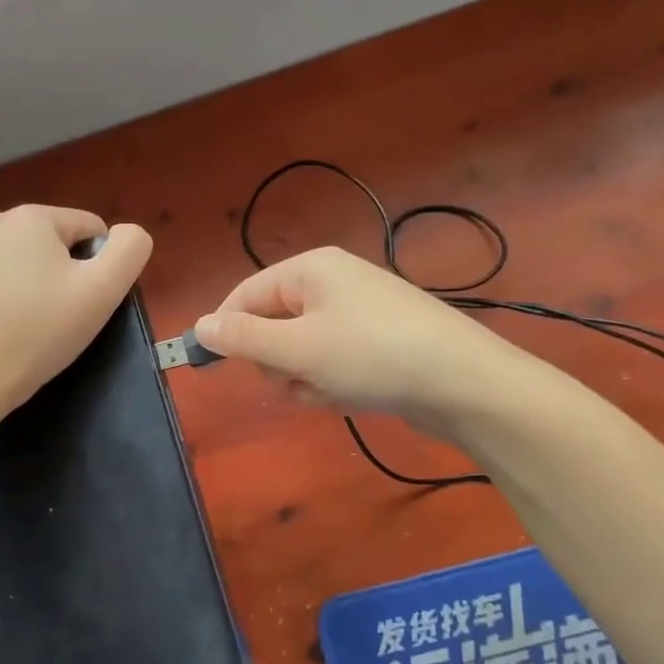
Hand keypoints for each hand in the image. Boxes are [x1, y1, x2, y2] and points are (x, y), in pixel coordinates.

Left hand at [0, 206, 152, 416]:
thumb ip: (130, 249)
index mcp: (32, 216)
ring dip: (32, 282)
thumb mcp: (104, 289)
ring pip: (21, 259)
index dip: (98, 267)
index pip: (90, 230)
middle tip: (59, 315)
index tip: (84, 301)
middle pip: (54, 242)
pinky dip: (1, 293)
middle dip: (63, 272)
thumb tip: (127, 233)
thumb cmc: (42, 329)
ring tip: (29, 323)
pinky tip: (0, 324)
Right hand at [193, 247, 532, 436]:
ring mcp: (358, 311)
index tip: (213, 367)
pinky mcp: (378, 340)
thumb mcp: (298, 349)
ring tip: (330, 389)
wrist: (464, 383)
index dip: (227, 330)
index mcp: (310, 269)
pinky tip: (351, 395)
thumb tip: (199, 326)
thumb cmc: (371, 355)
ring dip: (305, 376)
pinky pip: (332, 359)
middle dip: (277, 359)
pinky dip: (332, 380)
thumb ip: (244, 339)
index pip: (246, 294)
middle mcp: (332, 281)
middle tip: (296, 378)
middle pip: (273, 322)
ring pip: (301, 348)